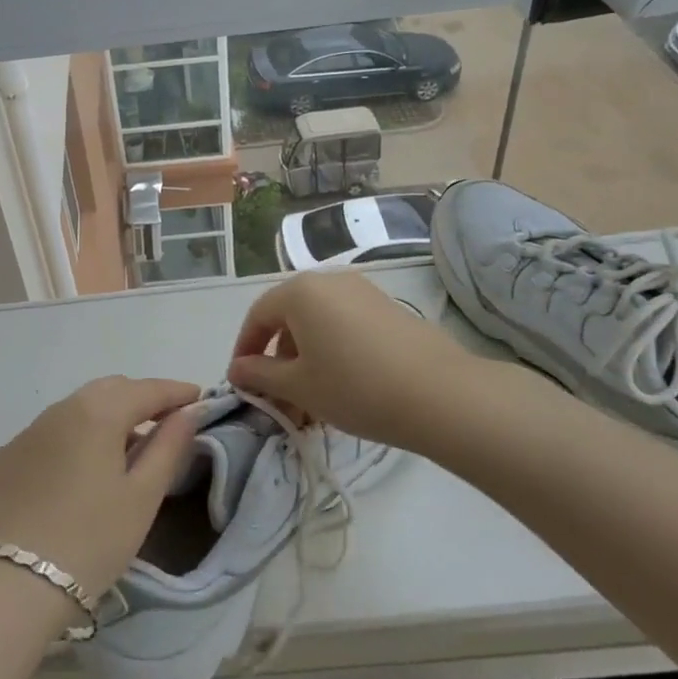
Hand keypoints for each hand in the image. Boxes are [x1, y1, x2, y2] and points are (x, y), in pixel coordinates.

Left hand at [0, 376, 202, 603]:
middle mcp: (59, 410)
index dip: (176, 391)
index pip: (146, 390)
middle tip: (165, 420)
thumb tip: (188, 412)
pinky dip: (73, 438)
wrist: (7, 587)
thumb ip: (169, 447)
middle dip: (140, 397)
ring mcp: (26, 434)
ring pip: (75, 409)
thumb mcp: (142, 497)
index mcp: (97, 413)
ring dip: (105, 416)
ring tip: (125, 446)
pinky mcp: (3, 460)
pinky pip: (48, 434)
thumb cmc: (90, 541)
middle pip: (108, 390)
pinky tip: (78, 470)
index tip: (198, 398)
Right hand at [227, 271, 491, 453]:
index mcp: (300, 292)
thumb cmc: (355, 387)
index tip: (241, 380)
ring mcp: (363, 291)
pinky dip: (334, 349)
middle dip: (278, 356)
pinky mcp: (388, 308)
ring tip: (311, 399)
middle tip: (278, 395)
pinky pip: (346, 324)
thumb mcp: (299, 386)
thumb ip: (260, 374)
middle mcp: (329, 280)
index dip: (245, 348)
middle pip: (289, 316)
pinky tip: (343, 385)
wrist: (440, 394)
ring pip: (319, 322)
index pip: (258, 315)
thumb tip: (237, 368)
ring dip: (307, 356)